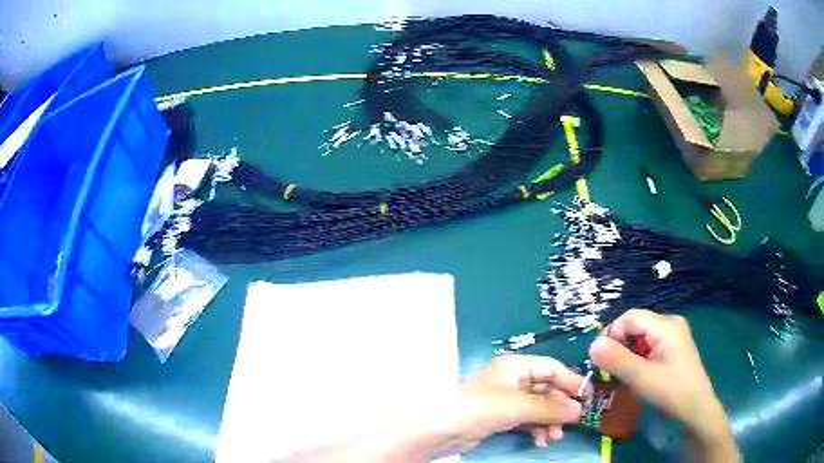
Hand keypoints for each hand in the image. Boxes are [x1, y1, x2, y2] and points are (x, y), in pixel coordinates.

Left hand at [454, 354, 589, 449]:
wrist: (441, 432)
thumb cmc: (479, 409)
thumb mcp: (517, 407)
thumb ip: (549, 408)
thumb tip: (579, 410)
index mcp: (515, 366)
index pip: (551, 368)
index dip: (571, 381)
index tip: (587, 397)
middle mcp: (513, 379)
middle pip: (547, 389)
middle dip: (559, 407)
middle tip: (571, 424)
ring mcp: (507, 399)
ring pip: (539, 407)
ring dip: (549, 421)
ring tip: (553, 437)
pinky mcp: (502, 416)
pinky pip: (528, 419)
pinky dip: (537, 428)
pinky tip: (540, 440)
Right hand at [588, 309, 733, 446]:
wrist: (695, 408)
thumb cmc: (670, 391)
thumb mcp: (641, 377)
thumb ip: (616, 359)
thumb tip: (593, 344)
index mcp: (665, 325)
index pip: (629, 317)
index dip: (612, 335)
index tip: (602, 360)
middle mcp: (671, 323)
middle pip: (636, 325)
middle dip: (620, 346)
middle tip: (612, 371)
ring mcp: (675, 335)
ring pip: (642, 337)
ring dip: (629, 353)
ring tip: (624, 375)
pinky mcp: (675, 347)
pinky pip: (650, 345)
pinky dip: (639, 357)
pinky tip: (639, 374)